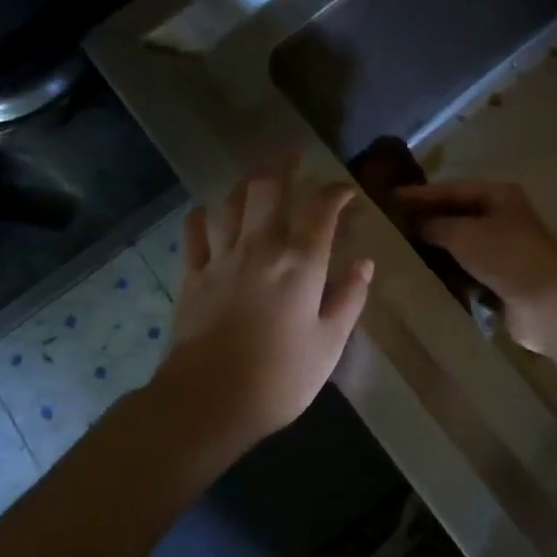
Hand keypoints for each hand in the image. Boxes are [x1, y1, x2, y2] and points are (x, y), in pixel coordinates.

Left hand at [160, 164, 373, 451]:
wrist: (208, 401)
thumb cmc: (280, 377)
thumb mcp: (329, 343)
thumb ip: (349, 299)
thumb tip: (364, 265)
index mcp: (301, 263)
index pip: (321, 210)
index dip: (334, 193)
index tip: (344, 190)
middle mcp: (260, 248)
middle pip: (267, 190)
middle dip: (281, 166)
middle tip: (291, 155)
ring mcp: (221, 259)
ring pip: (230, 204)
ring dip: (244, 184)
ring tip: (255, 177)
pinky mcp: (192, 277)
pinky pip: (194, 235)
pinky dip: (201, 218)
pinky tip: (206, 212)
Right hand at [396, 181, 556, 375]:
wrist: (550, 304)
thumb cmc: (508, 257)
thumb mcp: (465, 234)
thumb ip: (436, 225)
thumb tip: (416, 225)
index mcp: (498, 196)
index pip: (451, 189)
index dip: (419, 194)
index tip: (386, 199)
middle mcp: (501, 218)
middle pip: (456, 215)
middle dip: (425, 221)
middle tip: (387, 226)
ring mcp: (502, 250)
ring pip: (460, 245)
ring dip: (434, 249)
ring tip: (396, 251)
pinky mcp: (500, 280)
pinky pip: (466, 271)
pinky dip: (447, 273)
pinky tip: (420, 277)